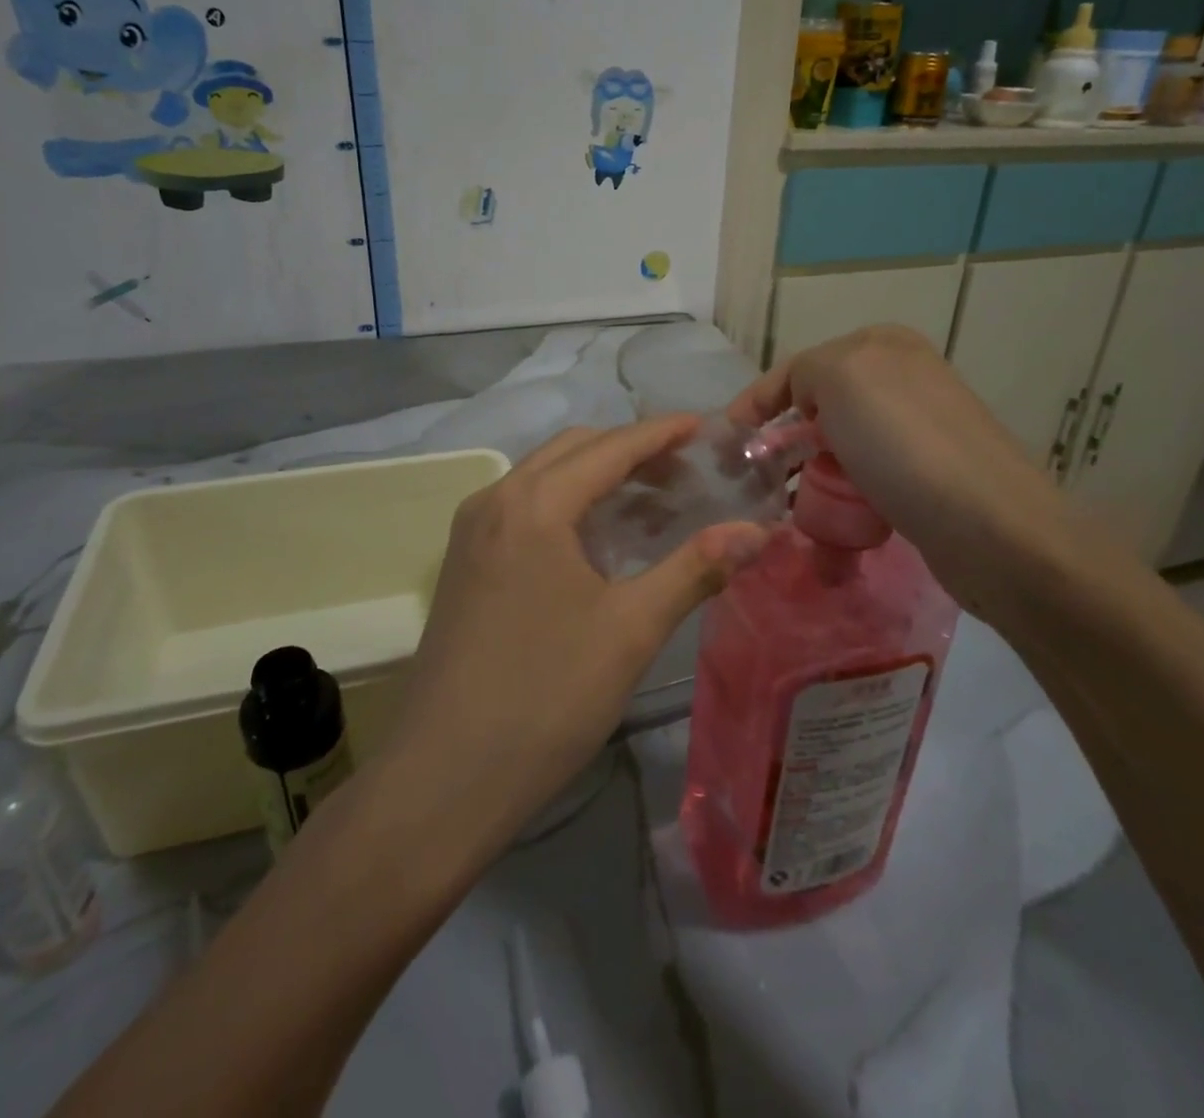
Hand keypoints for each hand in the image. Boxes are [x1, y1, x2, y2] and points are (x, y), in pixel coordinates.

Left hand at [378, 418, 768, 849]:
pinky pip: (523, 507)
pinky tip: (598, 537)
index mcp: (534, 504)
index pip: (611, 447)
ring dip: (597, 475)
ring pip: (544, 477)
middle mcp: (495, 500)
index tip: (707, 427)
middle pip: (573, 450)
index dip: (662, 433)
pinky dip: (567, 503)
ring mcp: (472, 532)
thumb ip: (695, 569)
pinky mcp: (463, 562)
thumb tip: (759, 531)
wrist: (444, 776)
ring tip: (652, 499)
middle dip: (631, 450)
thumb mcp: (631, 629)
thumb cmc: (547, 696)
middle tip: (686, 470)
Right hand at [729, 325, 1101, 619]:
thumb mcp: (840, 376)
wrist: (989, 526)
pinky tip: (830, 538)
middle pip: (818, 412)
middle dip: (782, 447)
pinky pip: (864, 488)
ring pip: (839, 454)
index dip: (757, 401)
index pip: (798, 368)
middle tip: (752, 484)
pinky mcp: (926, 481)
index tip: (728, 442)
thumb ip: (804, 372)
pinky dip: (842, 509)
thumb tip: (805, 404)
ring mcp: (917, 432)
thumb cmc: (903, 443)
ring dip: (809, 486)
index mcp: (882, 346)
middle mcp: (902, 381)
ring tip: (788, 519)